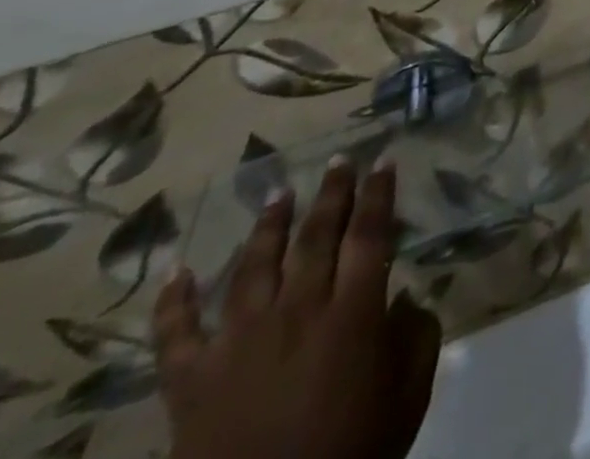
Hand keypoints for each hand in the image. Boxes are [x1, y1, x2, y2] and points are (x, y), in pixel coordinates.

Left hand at [156, 160, 441, 458]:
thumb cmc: (353, 454)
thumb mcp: (408, 395)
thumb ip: (416, 336)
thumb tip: (404, 299)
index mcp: (352, 312)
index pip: (370, 233)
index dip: (379, 193)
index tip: (384, 161)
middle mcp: (298, 311)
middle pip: (316, 236)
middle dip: (332, 193)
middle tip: (339, 160)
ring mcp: (239, 343)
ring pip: (254, 266)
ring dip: (269, 225)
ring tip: (279, 193)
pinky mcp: (190, 382)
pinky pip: (176, 334)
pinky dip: (173, 301)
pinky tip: (175, 271)